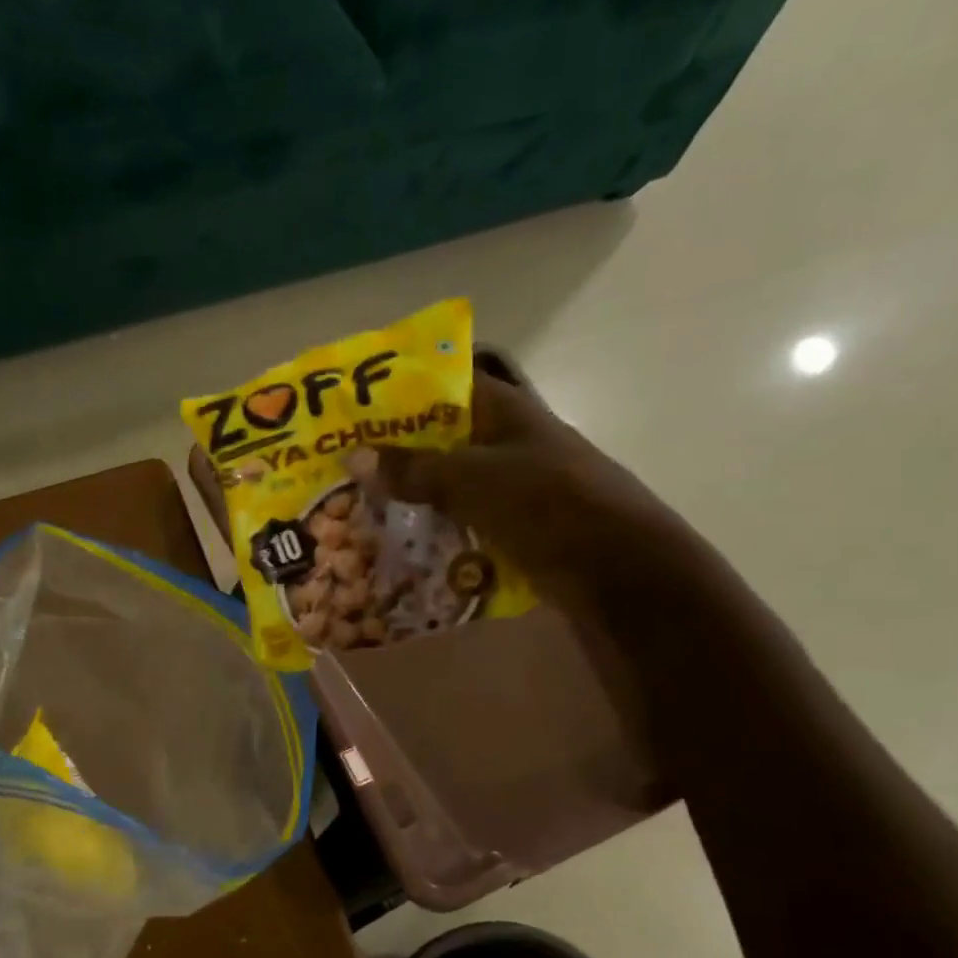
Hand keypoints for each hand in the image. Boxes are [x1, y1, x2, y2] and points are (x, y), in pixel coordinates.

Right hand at [350, 351, 720, 616]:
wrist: (619, 572)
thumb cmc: (549, 506)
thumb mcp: (474, 479)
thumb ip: (415, 468)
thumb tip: (354, 455)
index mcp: (504, 410)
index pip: (442, 385)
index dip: (397, 392)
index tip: (350, 410)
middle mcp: (505, 442)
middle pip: (438, 438)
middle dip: (392, 452)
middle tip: (338, 467)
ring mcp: (510, 487)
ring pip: (446, 484)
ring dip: (407, 496)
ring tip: (353, 507)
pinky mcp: (512, 528)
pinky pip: (459, 522)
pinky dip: (430, 529)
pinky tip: (395, 543)